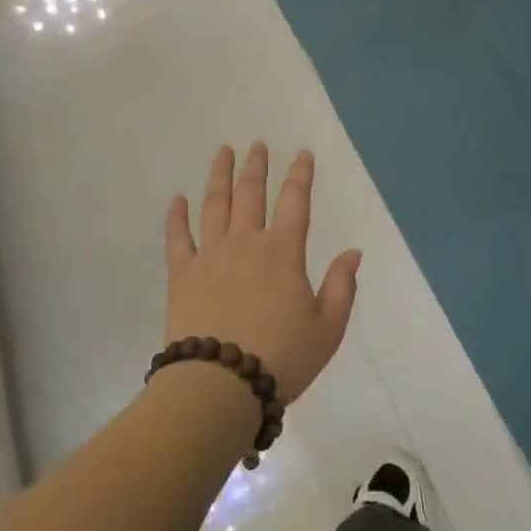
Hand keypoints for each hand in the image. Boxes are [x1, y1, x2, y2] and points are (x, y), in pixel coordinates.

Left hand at [164, 143, 361, 403]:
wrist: (220, 386)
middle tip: (257, 144)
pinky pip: (178, 238)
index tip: (303, 154)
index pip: (296, 202)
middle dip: (257, 166)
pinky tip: (178, 199)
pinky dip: (177, 216)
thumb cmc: (281, 359)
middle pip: (251, 193)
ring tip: (223, 152)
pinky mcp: (182, 274)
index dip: (301, 175)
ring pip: (215, 205)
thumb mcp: (328, 329)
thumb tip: (353, 251)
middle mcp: (246, 243)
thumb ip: (342, 287)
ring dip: (220, 175)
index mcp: (283, 253)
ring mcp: (210, 255)